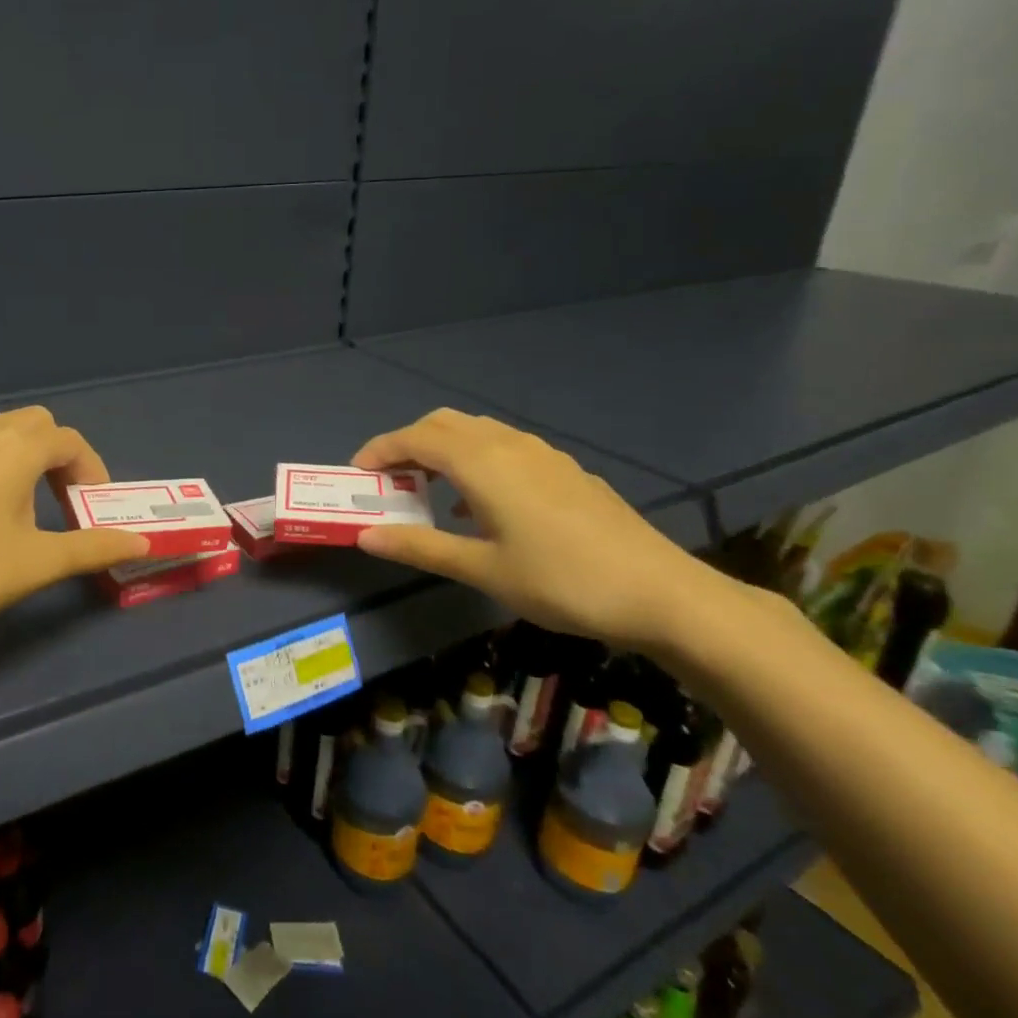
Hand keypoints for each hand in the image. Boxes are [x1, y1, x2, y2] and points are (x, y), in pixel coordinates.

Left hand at [0, 406, 150, 644]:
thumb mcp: (37, 563)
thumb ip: (93, 548)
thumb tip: (141, 541)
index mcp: (14, 450)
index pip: (69, 440)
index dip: (92, 469)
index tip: (94, 509)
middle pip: (35, 424)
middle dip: (59, 456)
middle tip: (64, 501)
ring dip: (24, 458)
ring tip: (25, 507)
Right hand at [351, 409, 729, 647]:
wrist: (660, 593)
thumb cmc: (560, 581)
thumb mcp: (482, 569)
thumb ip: (420, 546)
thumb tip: (364, 536)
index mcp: (482, 463)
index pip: (415, 438)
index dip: (379, 450)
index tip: (357, 475)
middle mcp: (508, 445)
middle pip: (443, 424)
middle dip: (407, 444)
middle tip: (388, 481)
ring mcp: (542, 454)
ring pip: (476, 431)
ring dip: (441, 449)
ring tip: (426, 490)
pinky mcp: (564, 469)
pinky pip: (503, 447)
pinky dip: (473, 459)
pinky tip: (478, 505)